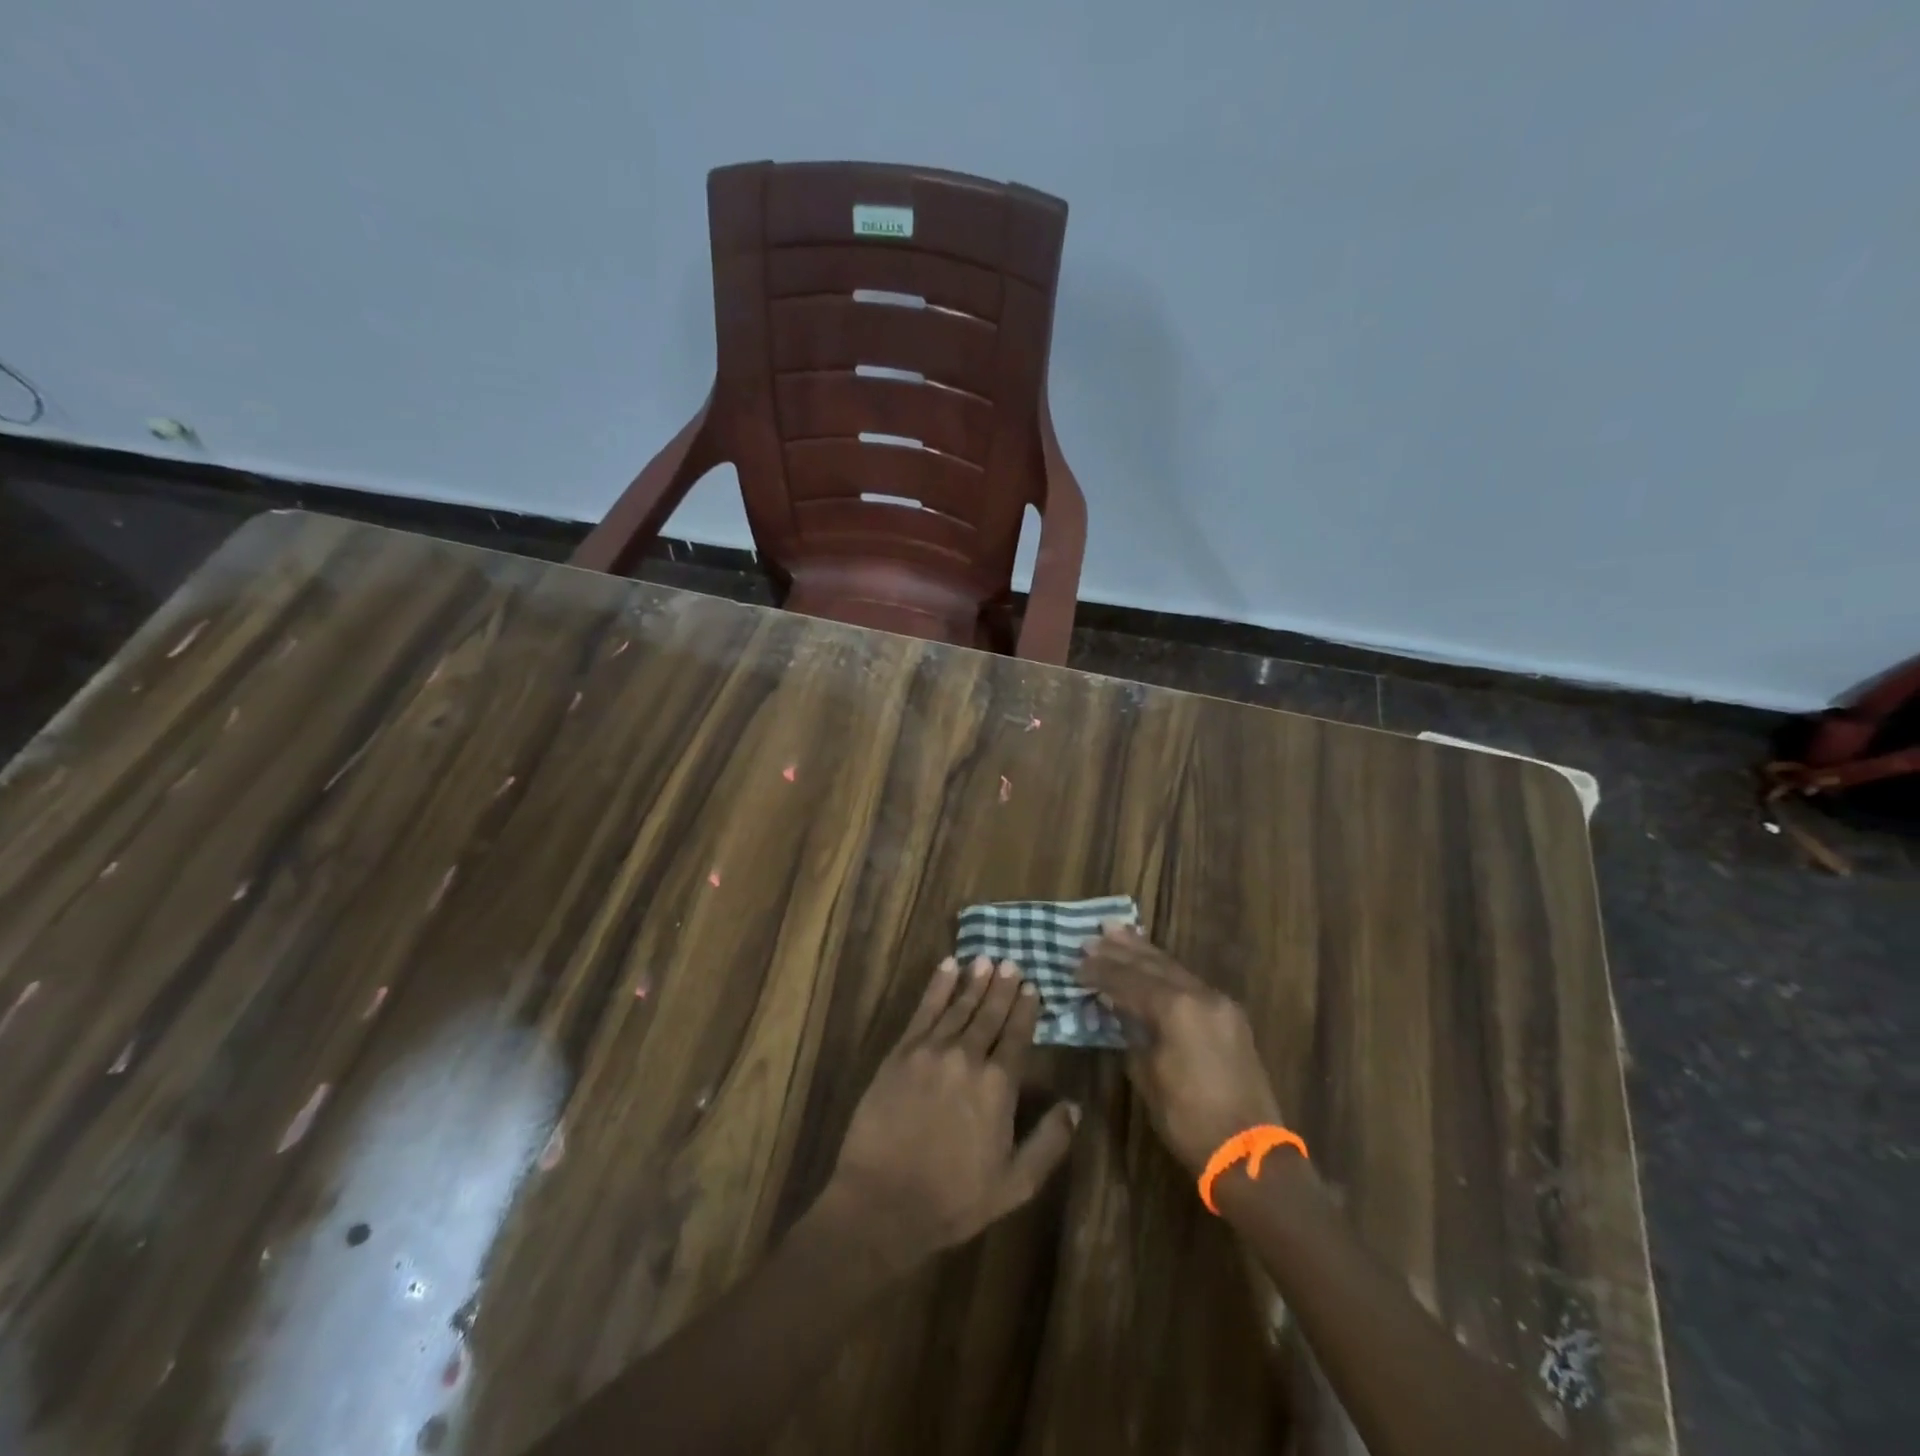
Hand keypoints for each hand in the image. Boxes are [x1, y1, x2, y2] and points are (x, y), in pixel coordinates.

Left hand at [824, 957, 1079, 1277]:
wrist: (883, 1202)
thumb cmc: (954, 1199)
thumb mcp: (1015, 1184)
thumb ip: (1049, 1142)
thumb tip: (1075, 1107)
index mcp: (998, 1086)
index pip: (1016, 1036)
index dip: (1025, 1010)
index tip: (1032, 988)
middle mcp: (967, 1058)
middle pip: (989, 1014)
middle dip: (1002, 987)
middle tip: (1011, 962)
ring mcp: (931, 1051)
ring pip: (958, 1006)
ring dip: (974, 981)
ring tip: (986, 959)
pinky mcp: (901, 1053)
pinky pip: (923, 1010)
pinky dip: (937, 986)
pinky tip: (947, 967)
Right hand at [1079, 926, 1284, 1174]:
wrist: (1248, 1154)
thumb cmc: (1188, 1119)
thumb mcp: (1147, 1074)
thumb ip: (1131, 1032)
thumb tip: (1118, 1009)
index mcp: (1176, 1008)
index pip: (1128, 980)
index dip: (1099, 972)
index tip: (1075, 964)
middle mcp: (1200, 995)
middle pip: (1152, 965)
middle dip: (1119, 952)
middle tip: (1092, 937)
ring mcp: (1219, 1003)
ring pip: (1174, 968)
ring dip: (1143, 952)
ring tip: (1118, 932)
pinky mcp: (1229, 1016)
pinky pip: (1190, 982)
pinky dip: (1165, 970)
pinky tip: (1151, 962)